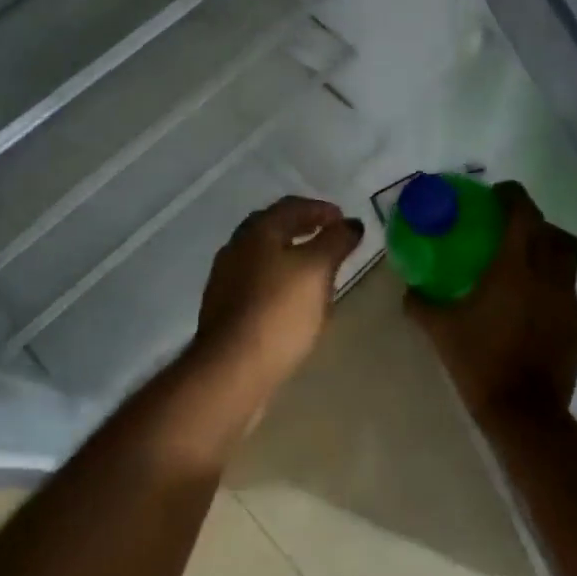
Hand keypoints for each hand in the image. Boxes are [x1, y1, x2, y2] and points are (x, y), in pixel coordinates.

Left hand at [192, 195, 364, 392]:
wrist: (232, 369)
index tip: (344, 220)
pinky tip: (294, 299)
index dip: (321, 209)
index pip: (291, 206)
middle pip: (273, 228)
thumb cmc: (279, 311)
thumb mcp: (317, 270)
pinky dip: (279, 280)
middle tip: (330, 238)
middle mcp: (236, 247)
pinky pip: (257, 283)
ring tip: (317, 269)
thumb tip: (351, 223)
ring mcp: (225, 279)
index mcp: (257, 231)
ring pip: (264, 256)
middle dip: (303, 228)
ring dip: (290, 255)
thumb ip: (336, 241)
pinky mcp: (225, 309)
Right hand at [405, 181, 576, 427]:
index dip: (512, 196)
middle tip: (509, 227)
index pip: (523, 214)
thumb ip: (421, 304)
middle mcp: (548, 276)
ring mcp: (567, 301)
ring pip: (566, 258)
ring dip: (547, 250)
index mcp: (515, 268)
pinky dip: (551, 282)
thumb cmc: (480, 361)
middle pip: (552, 231)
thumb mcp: (440, 330)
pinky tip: (529, 302)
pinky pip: (566, 289)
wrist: (525, 412)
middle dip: (533, 221)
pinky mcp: (576, 325)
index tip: (496, 194)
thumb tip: (409, 291)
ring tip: (522, 262)